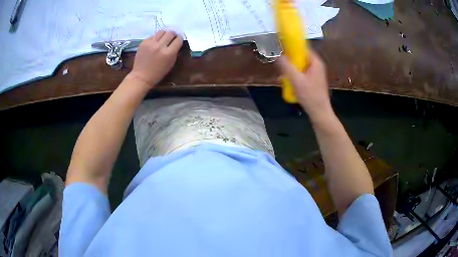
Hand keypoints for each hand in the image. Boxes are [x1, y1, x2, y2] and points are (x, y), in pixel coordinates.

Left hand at [129, 31, 182, 88]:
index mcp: (169, 53)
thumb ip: (174, 52)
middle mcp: (160, 46)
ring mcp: (151, 43)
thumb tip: (176, 42)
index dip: (179, 39)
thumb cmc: (158, 73)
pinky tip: (154, 44)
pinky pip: (152, 36)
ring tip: (162, 39)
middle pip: (170, 33)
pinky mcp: (143, 43)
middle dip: (173, 35)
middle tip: (171, 38)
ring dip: (164, 34)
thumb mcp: (170, 64)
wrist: (141, 76)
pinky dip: (155, 38)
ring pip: (161, 31)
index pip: (178, 39)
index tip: (178, 40)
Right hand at [276, 50, 332, 121]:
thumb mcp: (296, 80)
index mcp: (315, 62)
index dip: (292, 48)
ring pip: (300, 67)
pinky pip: (302, 74)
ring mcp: (316, 74)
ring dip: (291, 71)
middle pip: (301, 58)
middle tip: (282, 69)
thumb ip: (286, 67)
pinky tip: (290, 85)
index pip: (303, 48)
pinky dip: (295, 77)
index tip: (282, 52)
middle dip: (290, 63)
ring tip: (284, 79)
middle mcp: (317, 66)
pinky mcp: (314, 81)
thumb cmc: (310, 95)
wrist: (319, 112)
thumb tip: (279, 56)